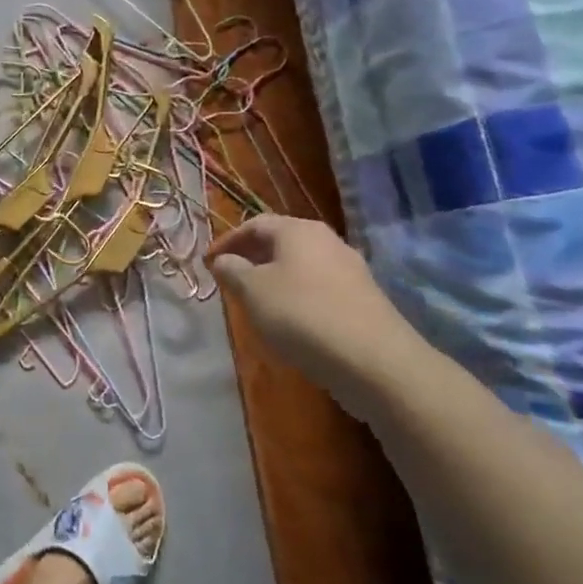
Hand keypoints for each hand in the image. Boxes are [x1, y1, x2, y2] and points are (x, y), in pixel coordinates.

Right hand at [209, 215, 428, 421]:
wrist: (373, 359)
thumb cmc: (301, 314)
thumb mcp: (252, 291)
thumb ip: (231, 270)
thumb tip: (223, 260)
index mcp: (298, 230)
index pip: (254, 224)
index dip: (227, 241)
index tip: (208, 262)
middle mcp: (326, 240)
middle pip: (281, 241)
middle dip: (252, 257)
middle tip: (230, 278)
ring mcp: (349, 268)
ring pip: (301, 264)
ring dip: (274, 277)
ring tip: (256, 300)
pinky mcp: (362, 298)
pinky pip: (319, 286)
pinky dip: (297, 294)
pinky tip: (290, 319)